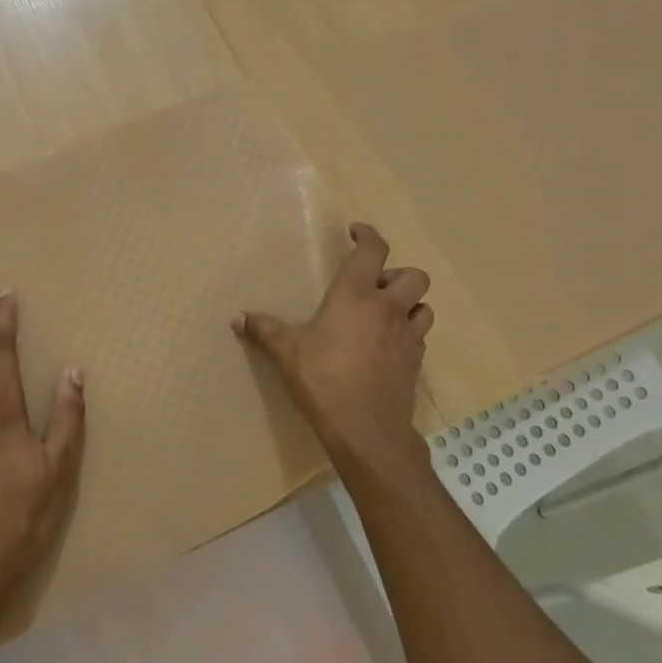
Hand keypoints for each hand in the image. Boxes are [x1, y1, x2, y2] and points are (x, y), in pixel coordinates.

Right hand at [234, 223, 432, 478]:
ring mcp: (408, 336)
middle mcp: (388, 308)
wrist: (366, 430)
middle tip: (374, 287)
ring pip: (424, 306)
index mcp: (356, 295)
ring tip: (385, 315)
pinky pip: (420, 337)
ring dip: (409, 304)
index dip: (368, 235)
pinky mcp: (416, 363)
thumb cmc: (323, 379)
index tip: (357, 232)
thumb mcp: (287, 352)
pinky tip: (386, 346)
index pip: (374, 250)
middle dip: (397, 274)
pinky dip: (407, 333)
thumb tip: (237, 318)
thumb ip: (264, 330)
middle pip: (414, 275)